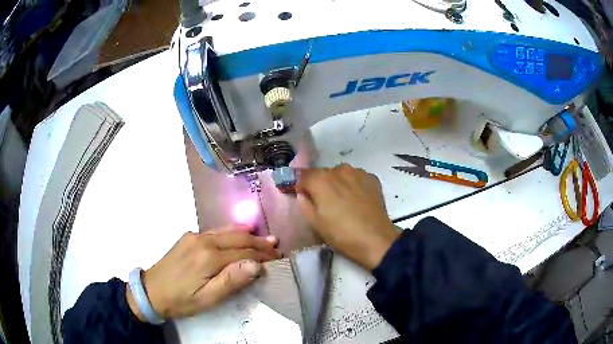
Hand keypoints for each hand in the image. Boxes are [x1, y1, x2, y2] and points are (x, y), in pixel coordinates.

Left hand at [126, 224, 279, 320]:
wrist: (151, 291)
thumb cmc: (181, 300)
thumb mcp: (207, 299)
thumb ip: (231, 281)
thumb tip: (255, 265)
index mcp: (209, 257)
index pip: (243, 253)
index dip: (262, 256)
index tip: (277, 258)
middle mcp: (203, 241)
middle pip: (237, 238)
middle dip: (258, 242)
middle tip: (276, 245)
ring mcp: (194, 236)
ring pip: (226, 231)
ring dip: (246, 235)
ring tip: (264, 237)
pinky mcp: (188, 237)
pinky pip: (214, 231)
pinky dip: (230, 232)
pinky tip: (237, 233)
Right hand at [296, 164, 399, 270]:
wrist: (376, 239)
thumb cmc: (341, 234)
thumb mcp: (315, 223)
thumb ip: (304, 203)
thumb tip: (302, 193)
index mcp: (321, 180)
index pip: (302, 175)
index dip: (298, 184)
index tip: (299, 193)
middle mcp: (339, 170)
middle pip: (322, 173)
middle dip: (319, 184)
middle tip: (322, 202)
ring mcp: (358, 172)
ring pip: (340, 174)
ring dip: (337, 183)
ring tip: (342, 201)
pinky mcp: (372, 178)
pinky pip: (356, 178)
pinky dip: (352, 185)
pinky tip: (356, 200)